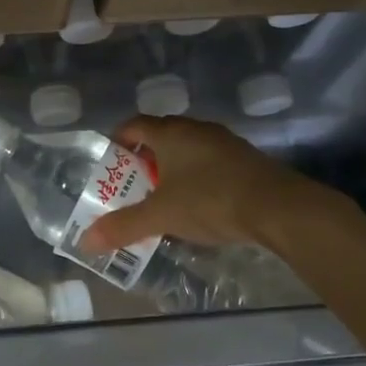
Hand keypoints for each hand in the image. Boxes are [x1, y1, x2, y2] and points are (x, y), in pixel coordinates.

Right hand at [80, 116, 365, 255]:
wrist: (280, 207)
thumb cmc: (211, 200)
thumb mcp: (161, 216)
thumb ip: (123, 226)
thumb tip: (85, 241)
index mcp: (171, 133)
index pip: (136, 124)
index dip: (120, 139)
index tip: (112, 159)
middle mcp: (196, 129)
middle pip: (162, 135)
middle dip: (145, 158)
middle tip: (134, 183)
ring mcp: (225, 142)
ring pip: (189, 148)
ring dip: (174, 167)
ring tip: (165, 196)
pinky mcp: (247, 159)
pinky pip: (211, 161)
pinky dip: (198, 176)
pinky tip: (200, 203)